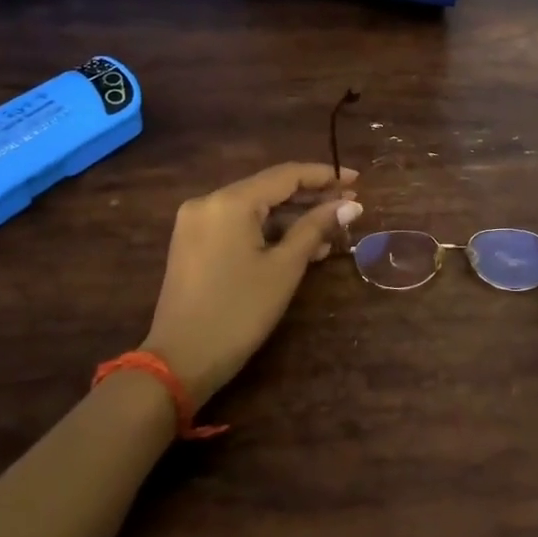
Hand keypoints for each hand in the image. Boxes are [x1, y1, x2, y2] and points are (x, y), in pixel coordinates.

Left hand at [142, 163, 361, 407]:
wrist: (180, 361)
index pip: (285, 175)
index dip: (325, 176)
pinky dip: (268, 232)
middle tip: (349, 205)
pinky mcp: (193, 243)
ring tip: (332, 231)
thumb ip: (316, 228)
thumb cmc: (239, 312)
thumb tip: (350, 205)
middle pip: (269, 189)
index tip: (357, 179)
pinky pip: (239, 226)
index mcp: (230, 201)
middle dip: (310, 197)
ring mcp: (197, 222)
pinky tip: (301, 245)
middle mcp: (209, 201)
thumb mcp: (284, 268)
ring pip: (255, 209)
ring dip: (292, 218)